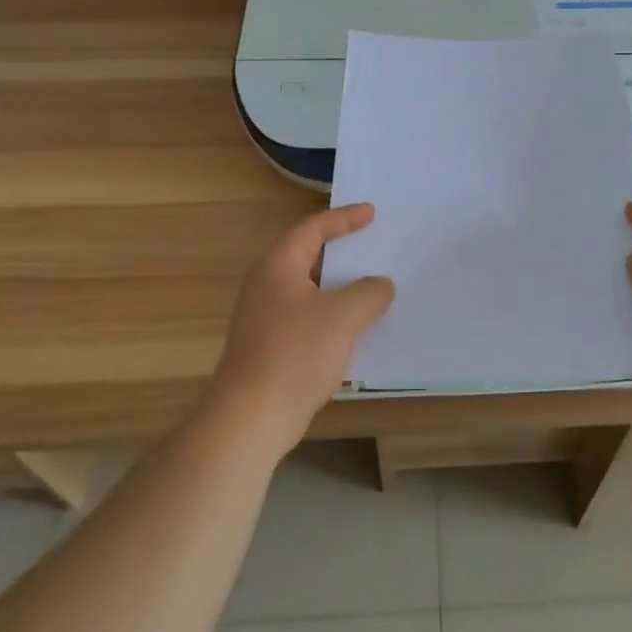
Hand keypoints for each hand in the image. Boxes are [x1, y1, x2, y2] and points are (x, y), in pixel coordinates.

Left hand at [209, 204, 395, 455]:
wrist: (251, 418)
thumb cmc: (296, 355)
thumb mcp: (344, 316)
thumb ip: (369, 292)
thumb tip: (380, 286)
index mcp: (278, 266)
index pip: (312, 228)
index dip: (344, 218)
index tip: (372, 213)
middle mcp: (266, 285)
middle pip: (309, 255)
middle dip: (343, 251)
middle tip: (375, 245)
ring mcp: (264, 317)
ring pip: (309, 289)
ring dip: (340, 286)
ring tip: (373, 286)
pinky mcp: (269, 345)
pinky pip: (307, 316)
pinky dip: (332, 314)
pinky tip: (355, 328)